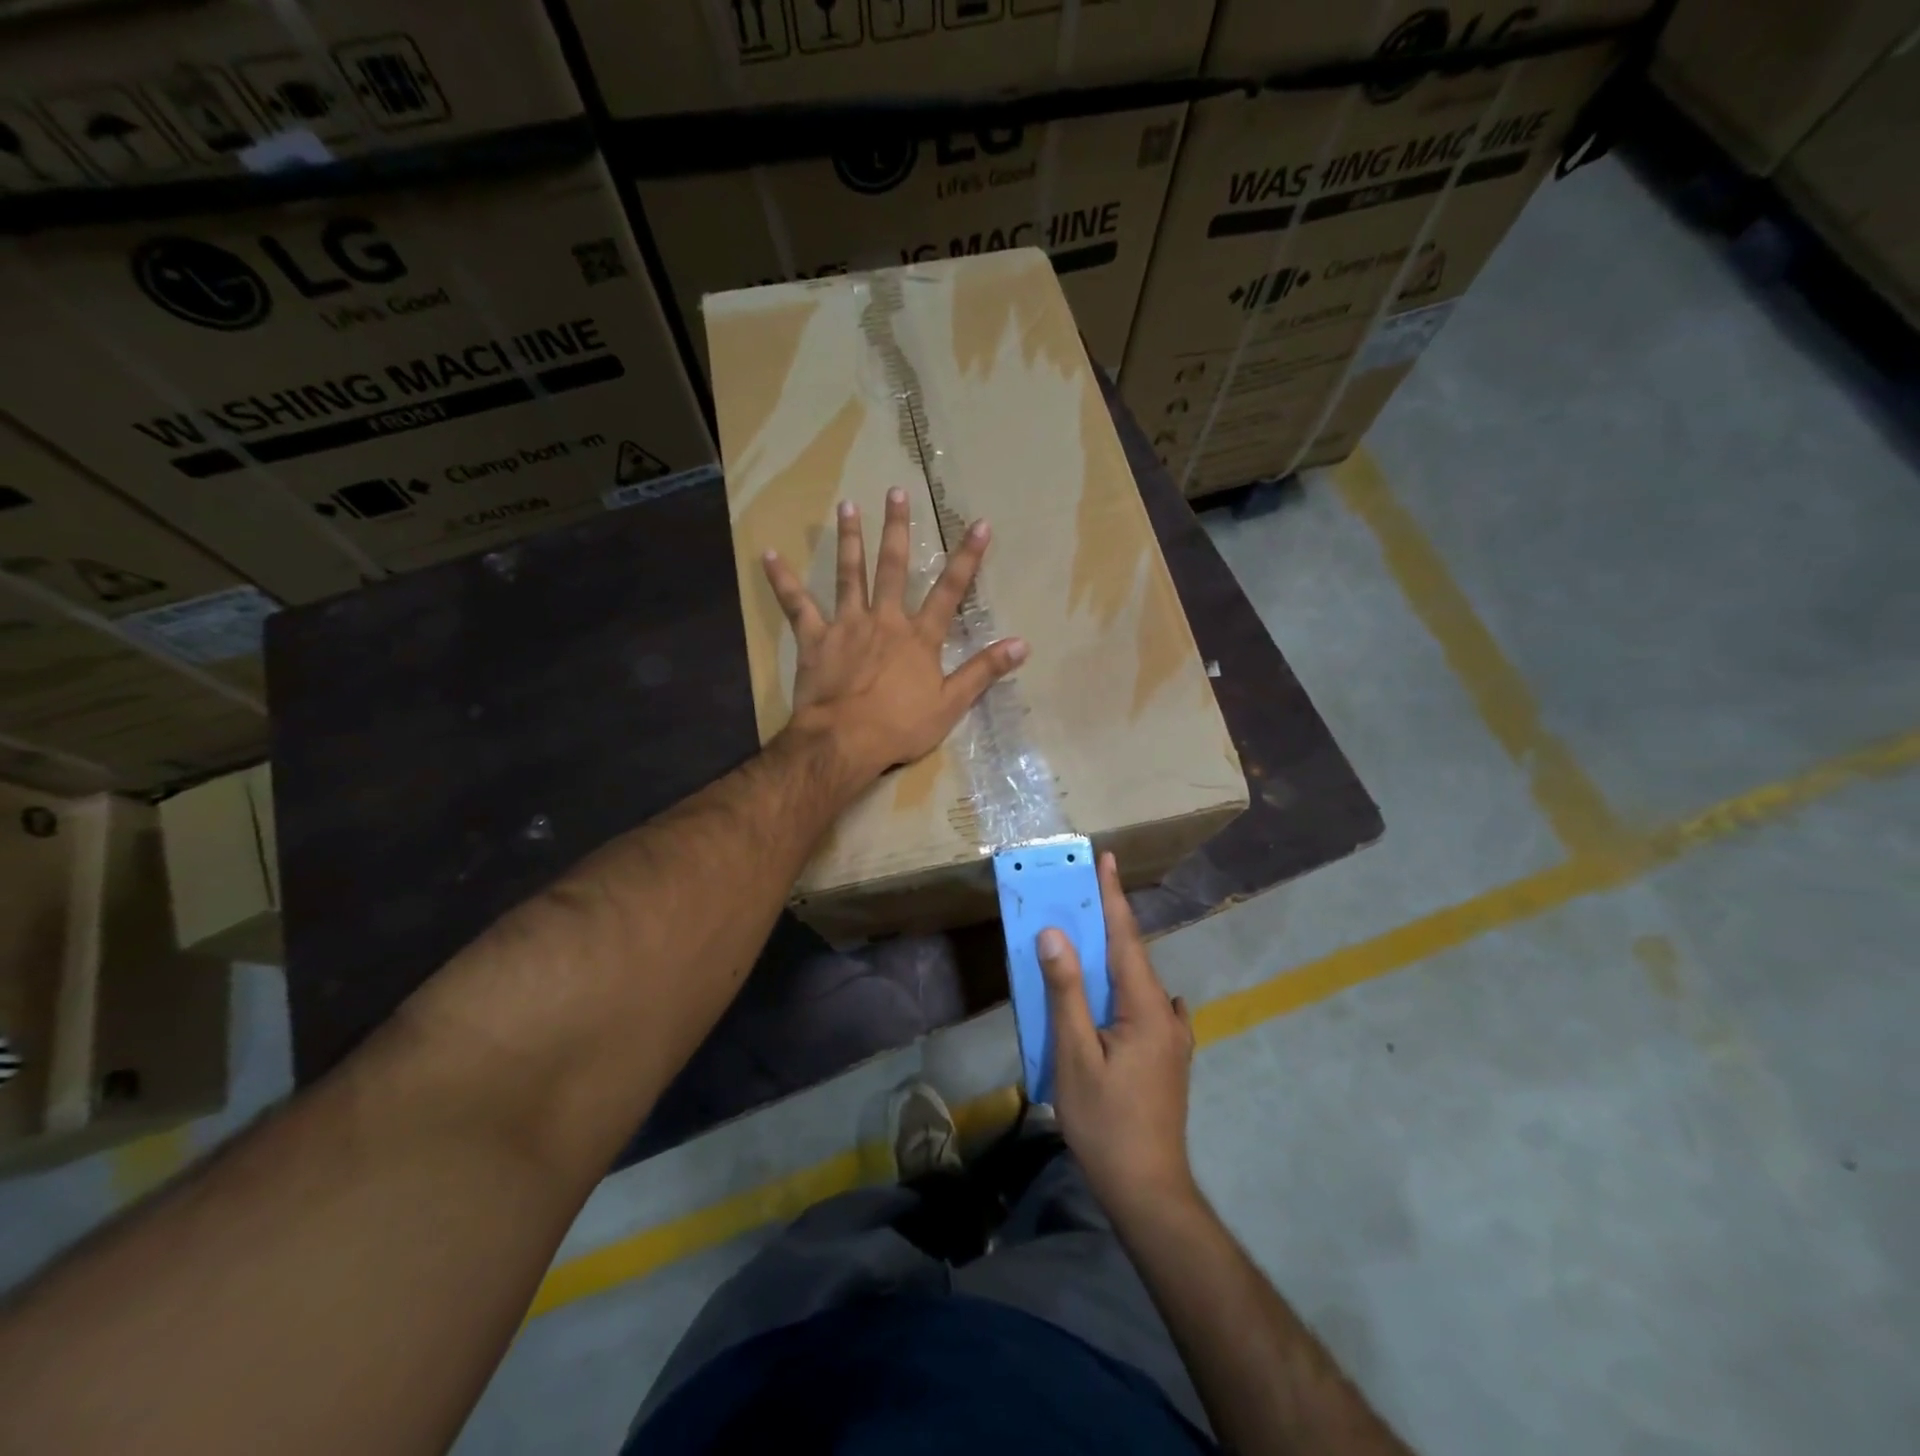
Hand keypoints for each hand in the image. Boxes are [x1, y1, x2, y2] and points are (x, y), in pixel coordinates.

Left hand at [761, 486, 1026, 784]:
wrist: (844, 741)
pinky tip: (769, 555)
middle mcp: (885, 620)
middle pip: (892, 568)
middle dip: (897, 529)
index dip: (967, 558)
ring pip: (849, 574)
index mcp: (919, 638)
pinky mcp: (815, 639)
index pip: (949, 591)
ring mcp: (847, 625)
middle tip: (896, 492)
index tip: (978, 525)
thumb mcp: (951, 704)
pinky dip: (783, 580)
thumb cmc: (900, 727)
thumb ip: (983, 671)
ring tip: (846, 505)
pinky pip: (797, 604)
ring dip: (849, 538)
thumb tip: (1022, 644)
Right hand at [1038, 853, 1199, 1221]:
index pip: (1126, 937)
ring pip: (1137, 983)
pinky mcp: (1168, 1057)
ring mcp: (1173, 1038)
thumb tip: (1055, 934)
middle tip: (1080, 893)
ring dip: (1112, 956)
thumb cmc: (1106, 1122)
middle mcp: (1167, 1013)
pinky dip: (1120, 988)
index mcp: (1147, 1007)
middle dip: (1107, 922)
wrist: (1149, 1191)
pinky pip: (1143, 1007)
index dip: (1113, 896)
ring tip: (1085, 939)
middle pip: (1132, 956)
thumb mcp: (1076, 1054)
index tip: (1106, 858)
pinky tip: (1109, 996)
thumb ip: (1067, 992)